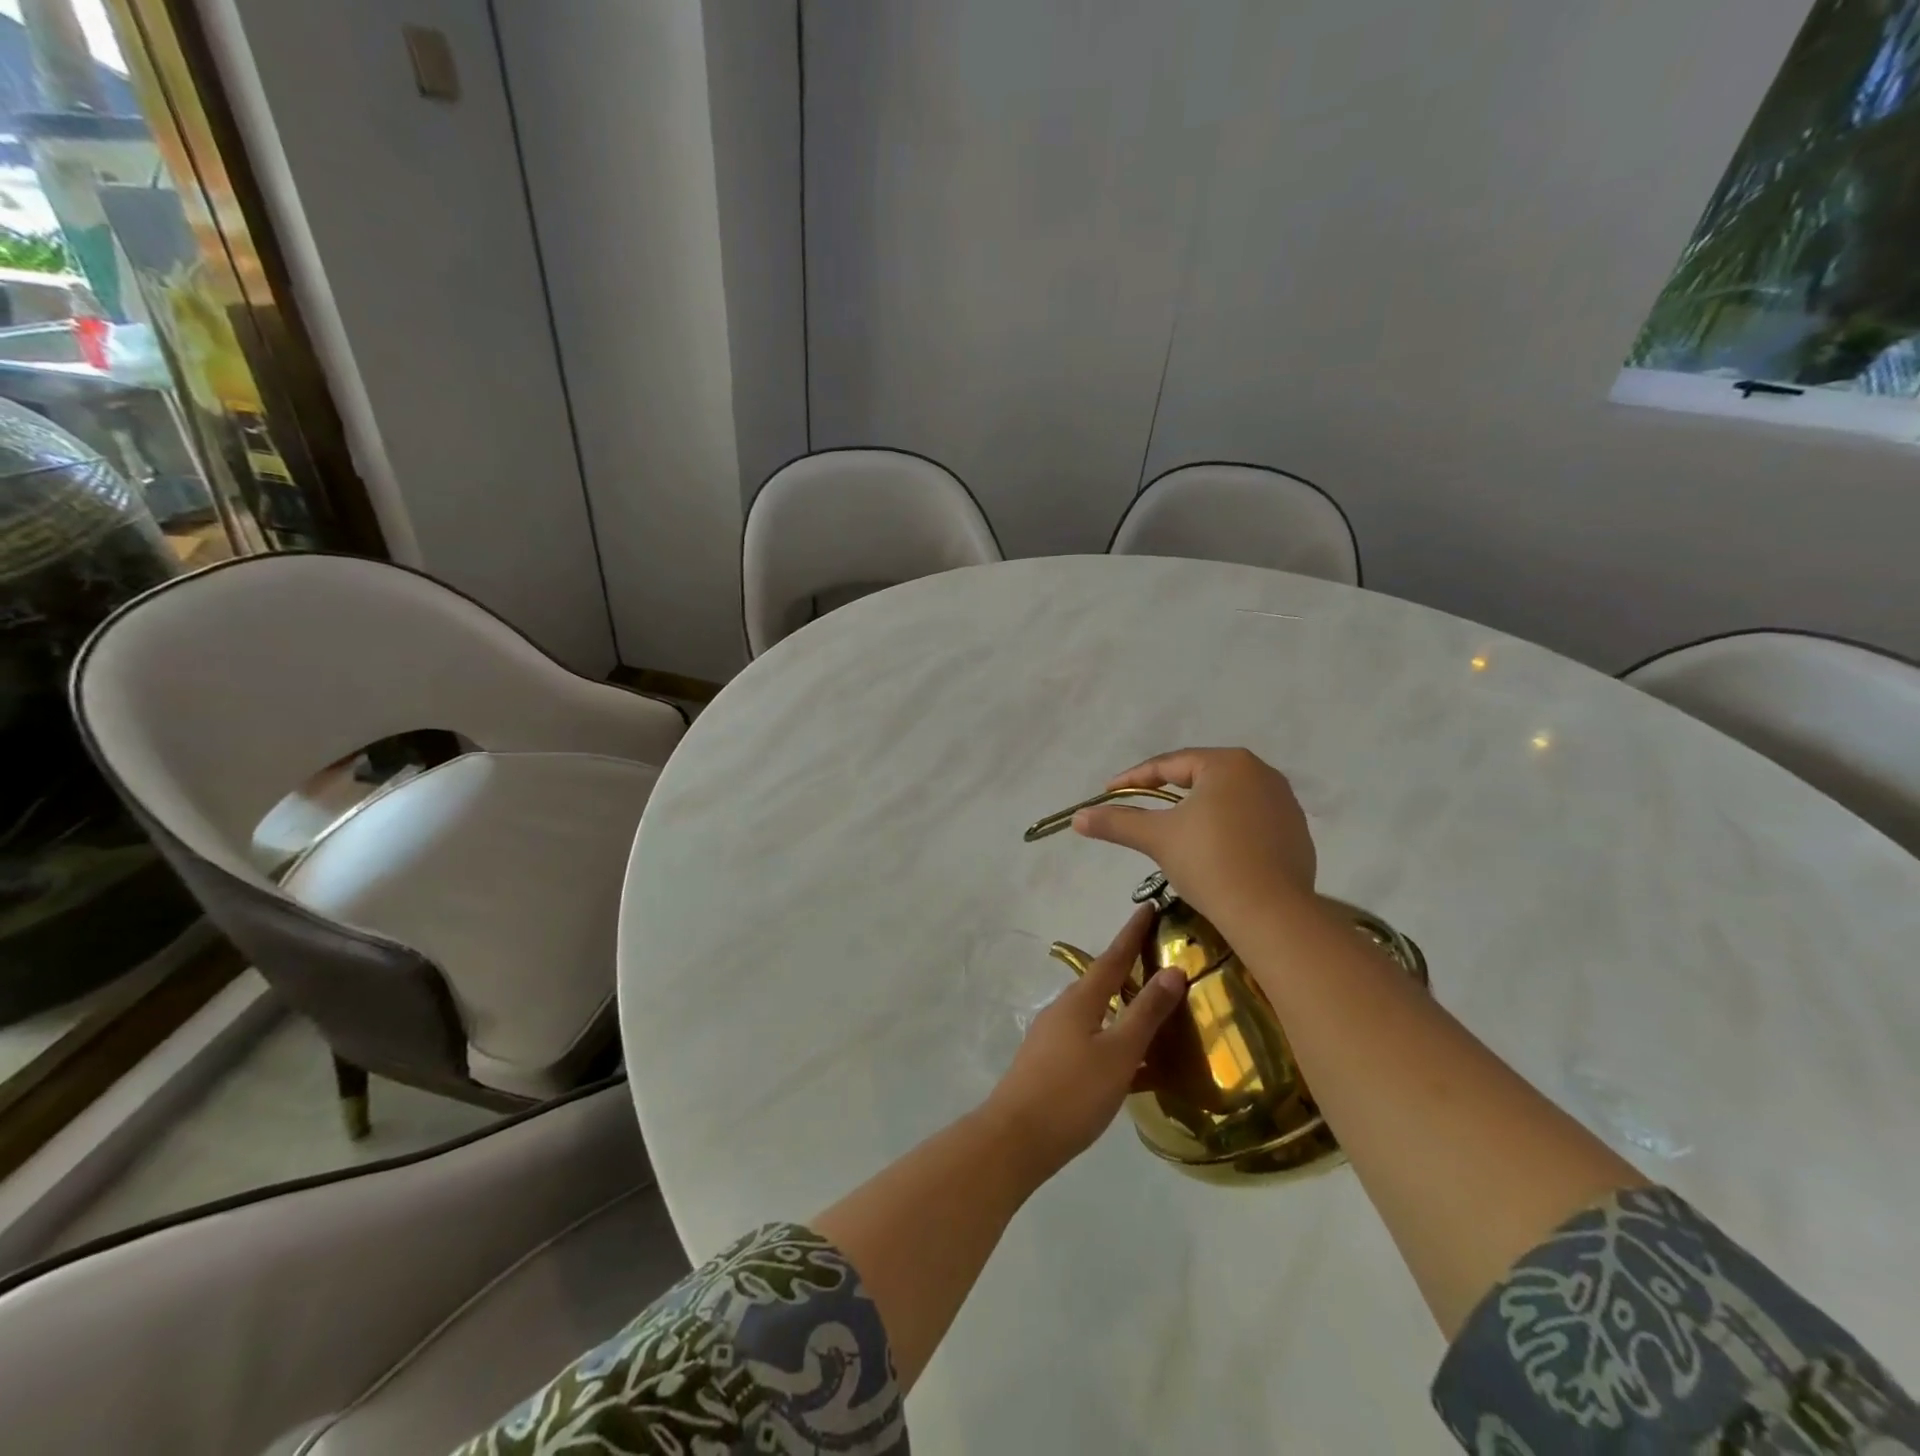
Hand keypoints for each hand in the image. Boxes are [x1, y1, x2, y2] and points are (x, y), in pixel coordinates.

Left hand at [983, 907, 1185, 1181]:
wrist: (1016, 1138)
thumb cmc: (1072, 1092)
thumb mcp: (1118, 1053)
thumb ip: (1146, 1013)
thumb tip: (1173, 971)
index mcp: (1080, 1000)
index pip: (1113, 957)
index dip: (1132, 933)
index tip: (1149, 907)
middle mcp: (1063, 1009)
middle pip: (1102, 981)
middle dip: (1128, 968)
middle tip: (1158, 960)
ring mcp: (1053, 1036)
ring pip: (1096, 1012)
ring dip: (1122, 1007)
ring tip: (1151, 1012)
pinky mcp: (1049, 1062)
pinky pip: (1089, 1039)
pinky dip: (1112, 1039)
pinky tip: (1130, 1062)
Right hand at [1072, 747, 1317, 929]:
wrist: (1271, 913)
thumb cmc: (1209, 862)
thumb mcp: (1156, 837)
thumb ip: (1117, 821)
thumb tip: (1077, 817)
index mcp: (1228, 763)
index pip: (1170, 765)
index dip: (1134, 778)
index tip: (1109, 792)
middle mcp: (1262, 773)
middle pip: (1202, 777)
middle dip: (1168, 791)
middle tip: (1141, 805)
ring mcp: (1285, 803)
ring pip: (1228, 799)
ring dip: (1199, 810)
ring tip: (1175, 828)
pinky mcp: (1297, 833)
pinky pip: (1251, 821)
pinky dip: (1227, 829)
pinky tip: (1213, 850)